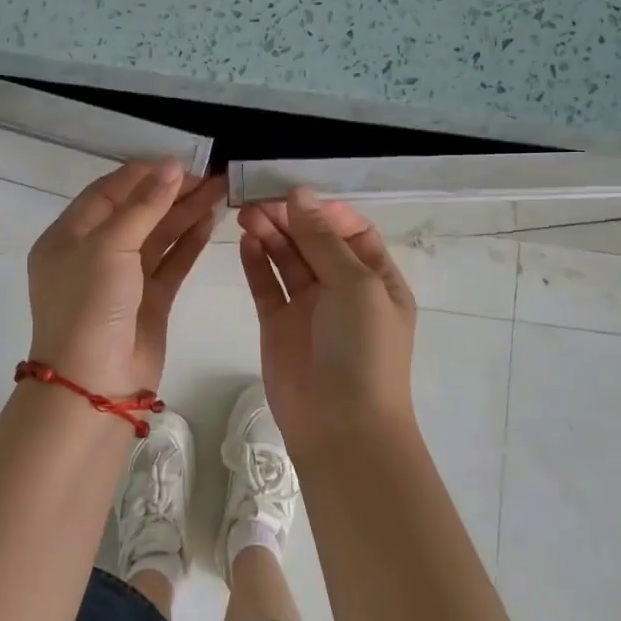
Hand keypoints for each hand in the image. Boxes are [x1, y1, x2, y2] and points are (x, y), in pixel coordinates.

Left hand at [26, 159, 224, 397]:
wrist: (94, 384)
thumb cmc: (90, 305)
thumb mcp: (110, 246)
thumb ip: (144, 205)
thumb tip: (172, 165)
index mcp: (69, 235)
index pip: (109, 191)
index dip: (144, 175)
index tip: (182, 163)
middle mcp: (94, 253)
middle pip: (136, 212)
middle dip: (171, 193)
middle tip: (211, 178)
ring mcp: (122, 279)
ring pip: (157, 236)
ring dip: (185, 214)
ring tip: (219, 193)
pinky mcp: (148, 301)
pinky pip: (170, 263)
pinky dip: (189, 243)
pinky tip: (210, 223)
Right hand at [238, 187, 416, 457]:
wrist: (341, 426)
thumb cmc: (362, 349)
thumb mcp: (355, 285)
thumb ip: (323, 239)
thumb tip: (300, 194)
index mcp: (376, 279)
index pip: (351, 231)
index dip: (324, 212)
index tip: (294, 196)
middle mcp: (343, 289)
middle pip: (313, 241)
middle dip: (289, 219)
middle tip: (258, 202)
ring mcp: (309, 307)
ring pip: (287, 259)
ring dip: (269, 235)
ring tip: (246, 215)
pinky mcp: (278, 325)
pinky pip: (266, 285)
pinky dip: (256, 263)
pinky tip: (245, 242)